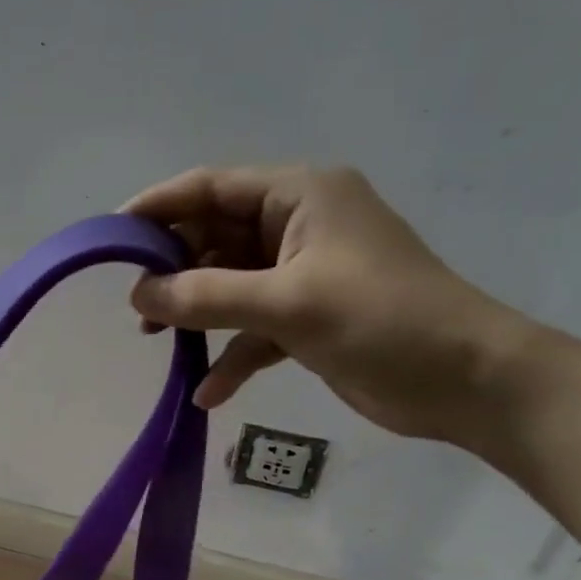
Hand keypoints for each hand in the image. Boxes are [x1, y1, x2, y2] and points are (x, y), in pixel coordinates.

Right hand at [123, 166, 534, 442]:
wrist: (468, 382)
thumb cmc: (382, 321)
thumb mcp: (287, 303)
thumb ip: (206, 297)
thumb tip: (138, 296)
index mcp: (300, 195)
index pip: (212, 187)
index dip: (158, 207)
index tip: (112, 237)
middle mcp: (300, 225)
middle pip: (216, 236)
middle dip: (174, 268)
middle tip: (135, 303)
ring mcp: (305, 273)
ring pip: (231, 282)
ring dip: (196, 311)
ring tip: (155, 339)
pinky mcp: (310, 317)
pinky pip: (254, 326)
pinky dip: (232, 354)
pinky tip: (207, 391)